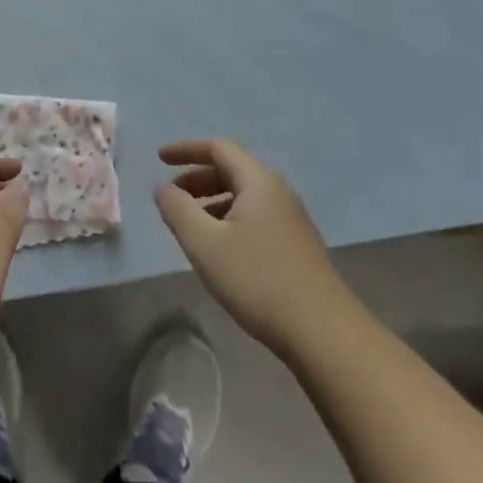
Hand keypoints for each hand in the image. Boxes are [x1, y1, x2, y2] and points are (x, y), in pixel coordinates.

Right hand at [155, 139, 348, 357]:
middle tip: (170, 198)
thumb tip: (164, 189)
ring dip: (211, 201)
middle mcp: (278, 192)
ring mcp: (291, 220)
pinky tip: (218, 248)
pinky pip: (254, 216)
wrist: (323, 333)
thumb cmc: (258, 279)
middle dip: (196, 178)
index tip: (159, 158)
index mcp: (259, 182)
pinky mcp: (296, 245)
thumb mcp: (204, 242)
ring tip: (188, 226)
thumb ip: (177, 209)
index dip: (185, 149)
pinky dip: (228, 219)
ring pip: (243, 196)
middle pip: (231, 170)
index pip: (218, 149)